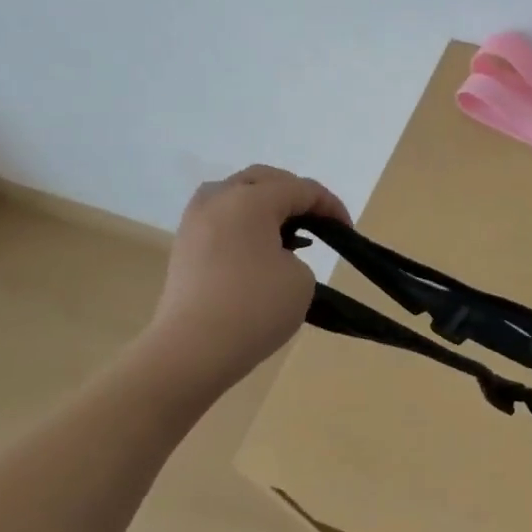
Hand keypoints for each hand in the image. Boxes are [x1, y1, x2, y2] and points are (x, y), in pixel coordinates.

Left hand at [146, 165, 350, 383]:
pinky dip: (244, 223)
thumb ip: (296, 255)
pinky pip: (221, 217)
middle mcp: (218, 199)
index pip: (301, 189)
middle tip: (318, 220)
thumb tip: (274, 255)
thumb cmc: (254, 308)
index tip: (347, 231)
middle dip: (295, 194)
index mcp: (251, 199)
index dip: (330, 205)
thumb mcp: (300, 279)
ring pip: (236, 194)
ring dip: (265, 205)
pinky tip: (259, 248)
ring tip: (286, 232)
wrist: (191, 351)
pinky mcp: (184, 246)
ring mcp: (195, 221)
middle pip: (264, 180)